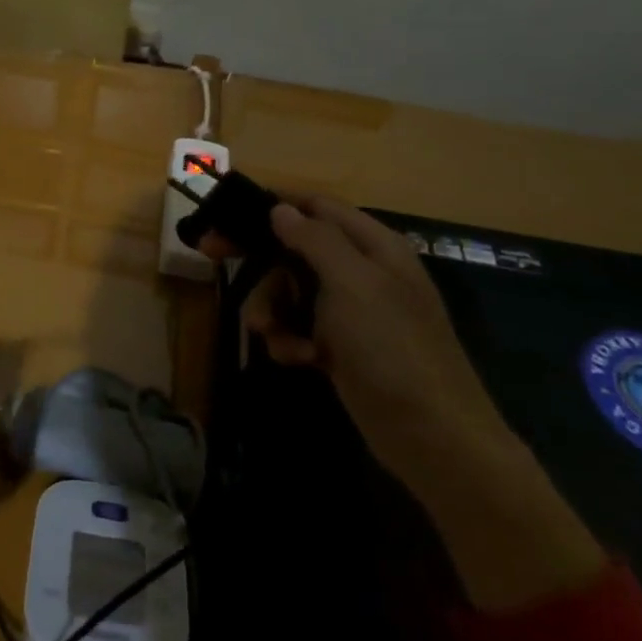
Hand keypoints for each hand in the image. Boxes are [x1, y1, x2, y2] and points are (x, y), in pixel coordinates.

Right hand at [244, 199, 605, 611]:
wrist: (431, 436)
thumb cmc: (391, 347)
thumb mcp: (352, 283)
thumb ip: (315, 240)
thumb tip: (281, 209)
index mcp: (373, 246)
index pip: (317, 206)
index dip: (273, 204)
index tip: (227, 210)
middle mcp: (362, 271)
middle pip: (295, 249)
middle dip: (260, 261)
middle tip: (210, 253)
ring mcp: (352, 312)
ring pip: (290, 291)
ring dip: (272, 308)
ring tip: (267, 332)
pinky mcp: (341, 347)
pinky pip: (299, 328)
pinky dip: (290, 339)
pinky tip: (298, 358)